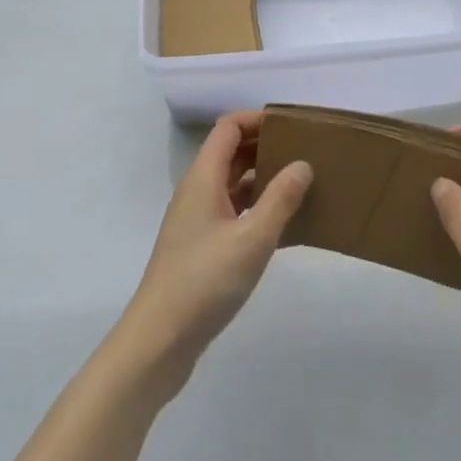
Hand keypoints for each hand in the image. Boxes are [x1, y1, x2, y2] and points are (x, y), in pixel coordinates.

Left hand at [116, 111, 310, 397]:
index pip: (228, 127)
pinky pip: (231, 212)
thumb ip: (280, 199)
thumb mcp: (252, 238)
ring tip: (299, 185)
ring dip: (261, 178)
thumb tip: (303, 164)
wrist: (158, 342)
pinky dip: (254, 208)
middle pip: (230, 152)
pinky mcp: (199, 247)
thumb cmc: (204, 281)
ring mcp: (195, 220)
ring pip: (231, 184)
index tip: (292, 126)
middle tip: (303, 152)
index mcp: (203, 178)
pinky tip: (281, 226)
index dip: (257, 119)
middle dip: (264, 146)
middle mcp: (196, 191)